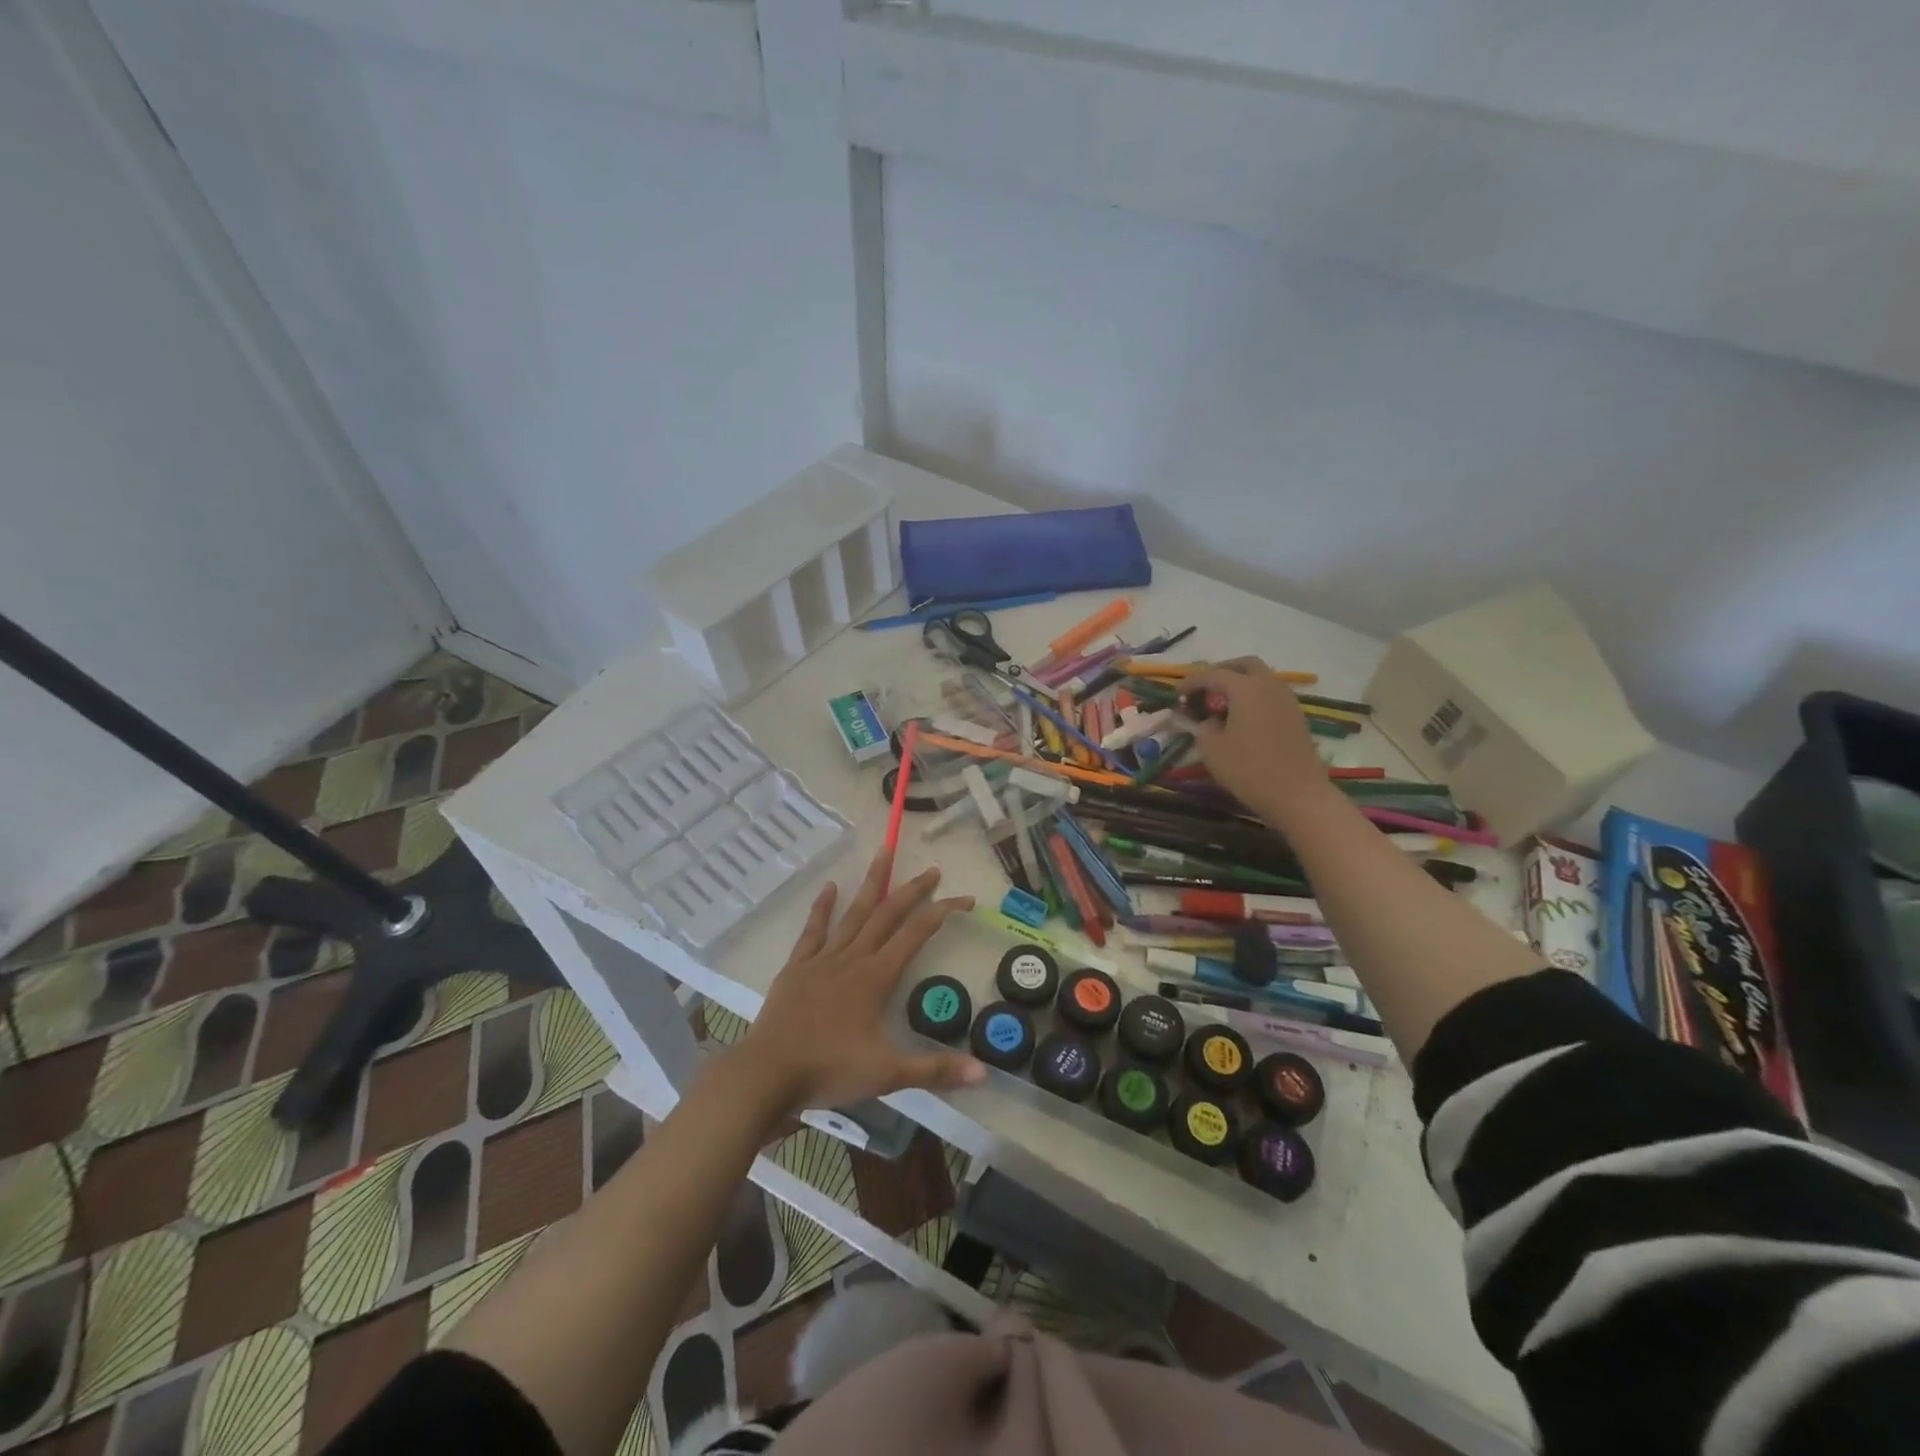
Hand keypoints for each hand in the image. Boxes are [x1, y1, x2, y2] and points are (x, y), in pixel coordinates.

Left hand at [735, 848, 983, 1113]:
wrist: (767, 1075)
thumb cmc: (829, 1071)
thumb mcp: (888, 1075)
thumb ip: (935, 1070)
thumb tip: (984, 1074)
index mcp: (876, 977)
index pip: (917, 934)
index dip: (943, 912)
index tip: (966, 900)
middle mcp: (853, 958)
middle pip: (887, 914)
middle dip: (913, 890)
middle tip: (933, 870)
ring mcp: (822, 959)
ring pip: (853, 913)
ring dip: (872, 883)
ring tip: (884, 852)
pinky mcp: (797, 967)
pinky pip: (813, 930)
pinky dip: (822, 907)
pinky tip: (830, 887)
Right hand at [1187, 657, 1328, 819]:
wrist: (1299, 795)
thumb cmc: (1250, 769)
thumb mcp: (1212, 749)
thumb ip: (1202, 728)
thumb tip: (1206, 721)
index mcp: (1246, 688)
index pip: (1213, 674)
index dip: (1192, 681)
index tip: (1176, 693)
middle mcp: (1269, 686)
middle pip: (1244, 665)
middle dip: (1221, 671)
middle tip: (1204, 687)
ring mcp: (1287, 700)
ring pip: (1261, 679)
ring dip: (1240, 684)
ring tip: (1220, 704)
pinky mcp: (1296, 717)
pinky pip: (1270, 695)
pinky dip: (1253, 698)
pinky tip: (1241, 718)